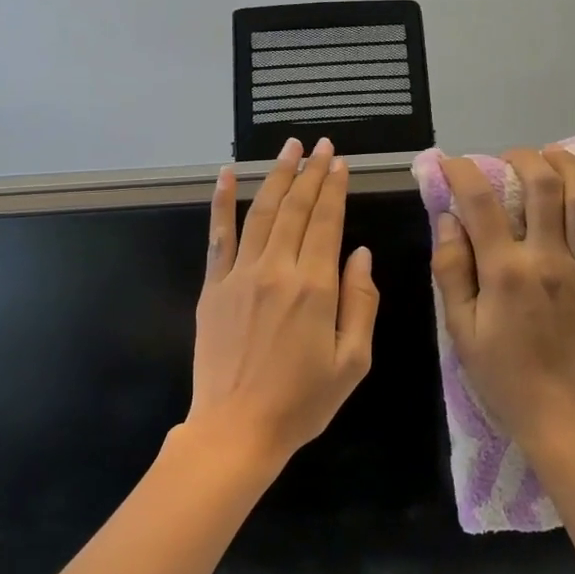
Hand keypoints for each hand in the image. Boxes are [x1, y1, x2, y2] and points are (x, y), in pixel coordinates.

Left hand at [180, 137, 378, 471]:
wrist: (237, 428)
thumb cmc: (302, 402)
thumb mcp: (353, 361)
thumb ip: (361, 303)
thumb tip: (360, 254)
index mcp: (315, 288)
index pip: (327, 223)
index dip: (335, 188)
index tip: (340, 162)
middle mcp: (277, 270)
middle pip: (296, 209)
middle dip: (311, 172)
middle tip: (320, 145)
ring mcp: (239, 275)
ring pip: (262, 213)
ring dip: (277, 176)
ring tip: (289, 147)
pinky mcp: (213, 287)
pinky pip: (219, 236)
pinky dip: (222, 203)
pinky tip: (228, 176)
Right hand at [432, 146, 574, 449]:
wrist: (564, 416)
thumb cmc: (503, 377)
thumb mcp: (461, 330)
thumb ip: (451, 272)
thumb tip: (447, 221)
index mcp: (506, 271)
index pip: (481, 203)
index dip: (463, 173)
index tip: (451, 163)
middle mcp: (549, 258)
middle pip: (542, 187)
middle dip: (523, 159)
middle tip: (509, 158)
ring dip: (570, 167)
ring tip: (554, 154)